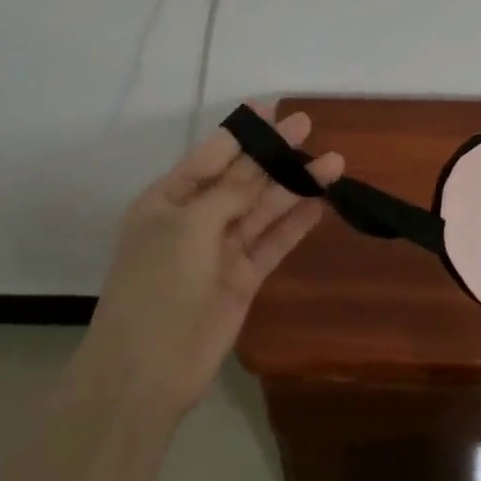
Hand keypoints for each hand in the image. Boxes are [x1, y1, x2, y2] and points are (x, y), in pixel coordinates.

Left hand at [82, 105, 343, 414]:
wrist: (147, 372)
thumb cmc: (158, 285)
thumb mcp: (190, 226)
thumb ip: (231, 192)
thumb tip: (260, 160)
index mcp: (167, 200)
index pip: (210, 156)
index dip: (241, 132)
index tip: (271, 108)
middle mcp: (194, 219)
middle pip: (242, 179)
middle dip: (273, 154)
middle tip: (308, 126)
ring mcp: (220, 250)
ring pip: (263, 209)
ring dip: (294, 186)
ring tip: (333, 162)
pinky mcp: (243, 278)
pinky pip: (273, 243)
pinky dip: (295, 224)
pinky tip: (319, 203)